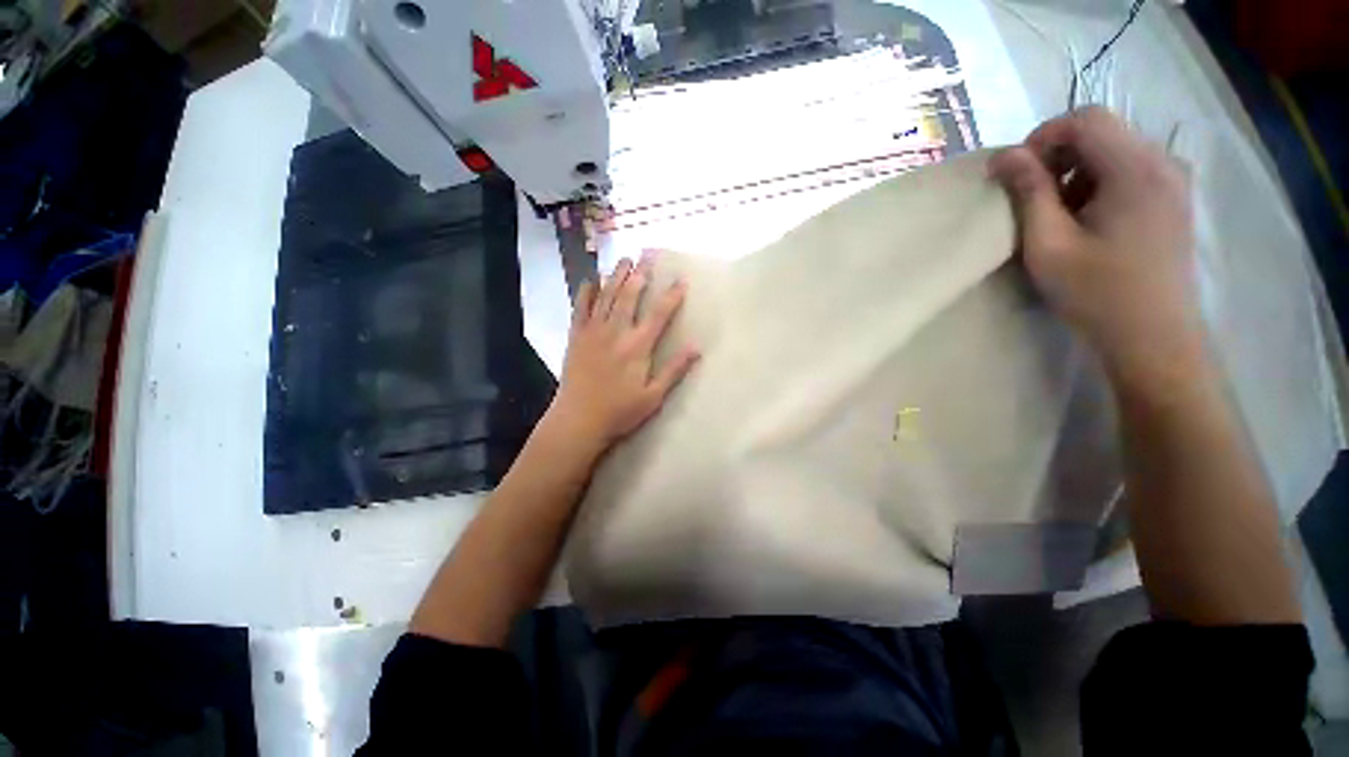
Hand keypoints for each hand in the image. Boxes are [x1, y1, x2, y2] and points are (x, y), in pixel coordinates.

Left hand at [547, 253, 700, 452]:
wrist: (578, 419)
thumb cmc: (620, 411)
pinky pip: (581, 307)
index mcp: (638, 346)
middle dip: (641, 274)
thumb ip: (674, 370)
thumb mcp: (653, 396)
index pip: (659, 313)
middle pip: (630, 295)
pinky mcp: (576, 336)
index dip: (672, 295)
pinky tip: (591, 280)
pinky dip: (586, 292)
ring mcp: (593, 331)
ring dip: (616, 275)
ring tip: (624, 259)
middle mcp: (616, 332)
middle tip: (648, 255)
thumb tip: (696, 347)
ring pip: (607, 296)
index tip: (681, 280)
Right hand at [989, 107, 1203, 383]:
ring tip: (1056, 213)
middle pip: (1102, 131)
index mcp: (1136, 168)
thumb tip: (1004, 156)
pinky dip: (1098, 183)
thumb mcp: (1048, 244)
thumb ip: (1028, 193)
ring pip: (1114, 150)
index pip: (1085, 118)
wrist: (1153, 337)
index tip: (1015, 174)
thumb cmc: (1096, 293)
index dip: (1042, 137)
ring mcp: (1174, 180)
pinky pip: (1130, 170)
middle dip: (1057, 155)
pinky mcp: (1174, 198)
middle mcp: (1162, 162)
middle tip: (1030, 196)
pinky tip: (1085, 219)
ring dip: (1076, 171)